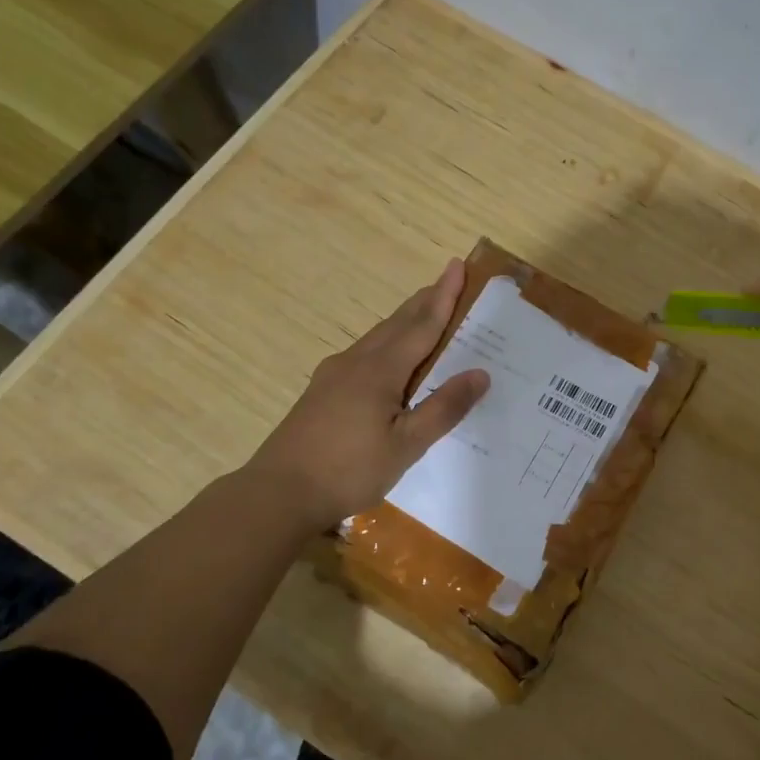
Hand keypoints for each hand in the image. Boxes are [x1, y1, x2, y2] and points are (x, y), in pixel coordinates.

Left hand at [247, 259, 488, 528]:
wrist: (279, 492)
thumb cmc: (349, 469)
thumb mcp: (406, 445)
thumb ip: (443, 407)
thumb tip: (481, 373)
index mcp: (381, 370)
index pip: (422, 325)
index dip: (444, 297)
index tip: (457, 266)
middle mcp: (357, 362)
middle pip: (398, 323)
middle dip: (425, 301)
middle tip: (448, 280)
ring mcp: (334, 375)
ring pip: (378, 336)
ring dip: (405, 320)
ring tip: (424, 311)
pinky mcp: (322, 391)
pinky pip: (364, 353)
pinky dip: (387, 342)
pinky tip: (387, 357)